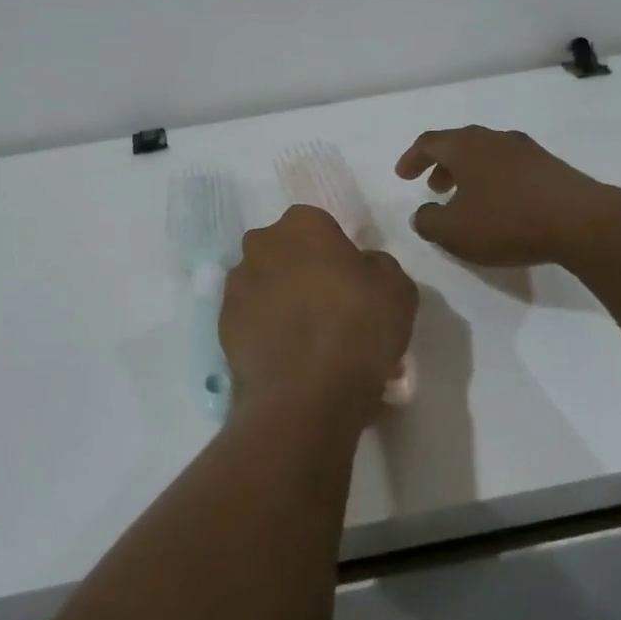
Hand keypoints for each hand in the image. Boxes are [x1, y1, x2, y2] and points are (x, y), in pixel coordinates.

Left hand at [220, 205, 417, 428]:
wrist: (305, 394)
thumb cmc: (357, 328)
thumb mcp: (397, 290)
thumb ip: (379, 266)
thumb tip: (363, 266)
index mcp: (302, 225)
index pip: (319, 226)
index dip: (336, 253)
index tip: (351, 283)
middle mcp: (261, 244)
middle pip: (286, 252)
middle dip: (303, 272)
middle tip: (330, 309)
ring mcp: (236, 284)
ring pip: (265, 284)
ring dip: (282, 301)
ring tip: (308, 341)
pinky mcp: (223, 323)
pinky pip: (251, 319)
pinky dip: (265, 330)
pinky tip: (288, 358)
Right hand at [395, 125, 620, 269]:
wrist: (583, 222)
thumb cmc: (507, 221)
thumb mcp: (454, 232)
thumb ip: (428, 222)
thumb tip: (422, 214)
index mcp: (465, 146)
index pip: (428, 143)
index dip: (411, 158)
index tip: (402, 176)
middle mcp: (494, 138)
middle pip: (459, 145)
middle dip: (442, 166)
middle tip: (434, 187)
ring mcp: (527, 150)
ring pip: (486, 155)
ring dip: (470, 175)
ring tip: (466, 200)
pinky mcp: (551, 167)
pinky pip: (510, 168)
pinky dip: (494, 181)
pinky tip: (501, 207)